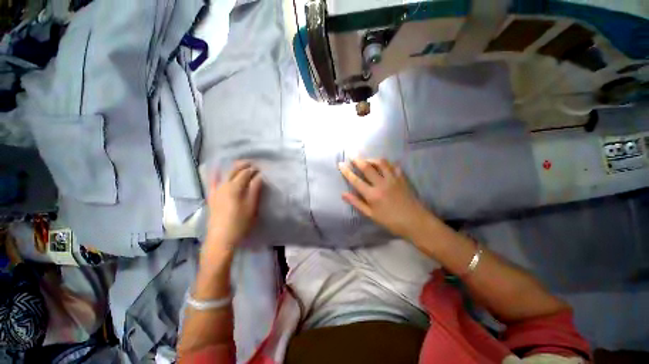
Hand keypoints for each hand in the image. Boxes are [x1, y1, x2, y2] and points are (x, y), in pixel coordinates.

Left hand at [203, 161, 262, 261]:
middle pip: (234, 171)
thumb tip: (259, 177)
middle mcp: (223, 185)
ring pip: (224, 174)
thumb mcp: (251, 206)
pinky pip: (212, 181)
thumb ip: (255, 190)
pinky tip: (217, 169)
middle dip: (244, 165)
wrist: (221, 238)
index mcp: (235, 188)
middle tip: (253, 164)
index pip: (245, 173)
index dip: (253, 170)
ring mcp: (215, 190)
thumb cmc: (240, 223)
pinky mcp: (211, 196)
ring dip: (233, 168)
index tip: (261, 169)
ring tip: (241, 166)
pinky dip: (216, 174)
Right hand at [338, 158, 432, 240]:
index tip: (340, 164)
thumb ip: (357, 203)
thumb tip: (343, 194)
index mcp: (372, 195)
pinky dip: (387, 163)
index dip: (346, 171)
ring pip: (381, 163)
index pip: (355, 180)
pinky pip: (394, 166)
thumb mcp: (371, 215)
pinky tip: (384, 165)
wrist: (415, 222)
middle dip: (358, 159)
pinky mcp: (402, 178)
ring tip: (367, 160)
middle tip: (352, 154)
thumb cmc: (391, 221)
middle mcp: (381, 184)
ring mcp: (393, 179)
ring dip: (372, 159)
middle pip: (367, 167)